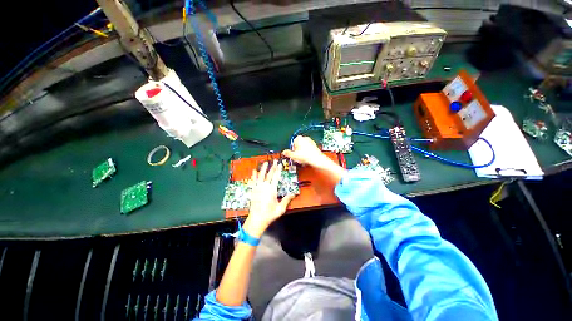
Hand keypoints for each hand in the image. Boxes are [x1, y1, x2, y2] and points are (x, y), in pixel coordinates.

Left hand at [243, 160, 295, 237]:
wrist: (256, 219)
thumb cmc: (269, 214)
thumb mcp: (280, 209)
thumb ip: (286, 200)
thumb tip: (293, 194)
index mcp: (272, 190)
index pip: (276, 177)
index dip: (278, 170)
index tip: (279, 164)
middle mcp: (264, 187)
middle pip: (269, 175)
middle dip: (272, 167)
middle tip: (274, 160)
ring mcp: (258, 188)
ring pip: (261, 176)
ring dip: (263, 169)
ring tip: (265, 162)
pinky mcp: (253, 191)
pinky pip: (253, 181)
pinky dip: (254, 175)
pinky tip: (254, 171)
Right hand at [282, 136, 328, 167]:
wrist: (317, 159)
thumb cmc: (306, 156)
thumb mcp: (293, 156)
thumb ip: (287, 153)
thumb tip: (284, 152)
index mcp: (299, 138)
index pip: (292, 143)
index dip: (292, 149)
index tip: (293, 154)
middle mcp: (305, 138)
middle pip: (298, 145)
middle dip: (297, 151)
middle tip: (297, 157)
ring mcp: (310, 141)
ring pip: (303, 147)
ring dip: (302, 152)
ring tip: (302, 159)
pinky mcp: (315, 146)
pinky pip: (308, 149)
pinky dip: (307, 153)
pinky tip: (307, 158)